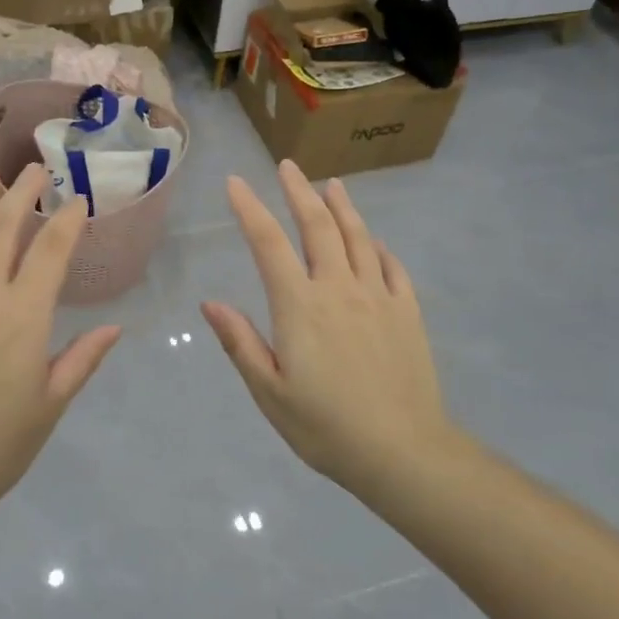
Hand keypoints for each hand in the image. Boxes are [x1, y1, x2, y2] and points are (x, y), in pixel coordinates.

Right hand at [202, 160, 455, 492]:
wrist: (403, 452)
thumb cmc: (325, 427)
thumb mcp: (269, 392)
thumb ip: (240, 342)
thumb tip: (210, 303)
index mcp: (300, 306)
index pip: (268, 243)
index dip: (250, 209)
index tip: (236, 183)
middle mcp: (339, 289)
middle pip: (317, 227)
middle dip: (298, 192)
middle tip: (287, 166)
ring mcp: (378, 297)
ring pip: (358, 238)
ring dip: (342, 207)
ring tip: (331, 184)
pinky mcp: (407, 313)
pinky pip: (392, 267)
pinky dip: (378, 247)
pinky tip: (373, 242)